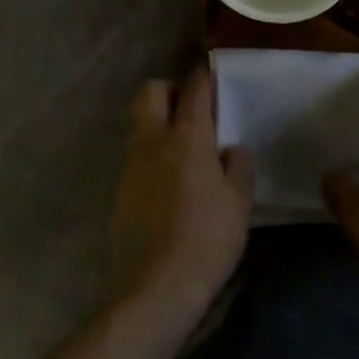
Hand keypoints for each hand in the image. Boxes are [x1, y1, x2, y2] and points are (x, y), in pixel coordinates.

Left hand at [108, 65, 253, 326]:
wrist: (155, 286)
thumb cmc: (207, 240)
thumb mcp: (239, 204)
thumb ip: (238, 168)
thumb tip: (232, 149)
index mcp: (188, 137)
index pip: (194, 89)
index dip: (202, 75)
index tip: (210, 71)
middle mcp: (154, 140)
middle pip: (150, 92)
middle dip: (168, 90)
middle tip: (189, 109)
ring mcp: (131, 164)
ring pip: (139, 124)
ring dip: (157, 123)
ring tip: (182, 149)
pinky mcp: (119, 189)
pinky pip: (135, 156)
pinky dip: (150, 155)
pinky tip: (167, 183)